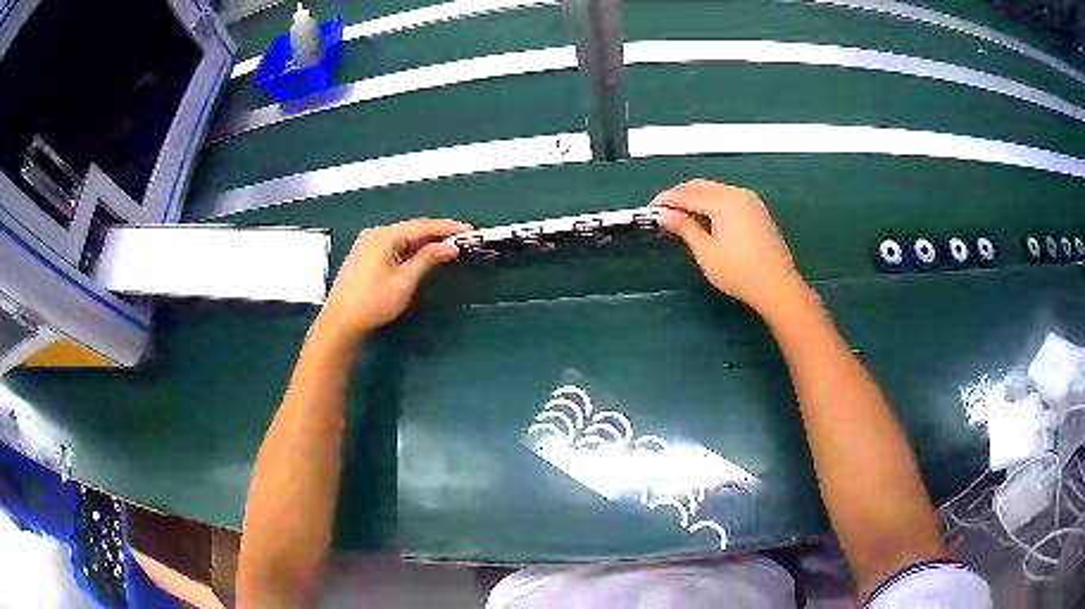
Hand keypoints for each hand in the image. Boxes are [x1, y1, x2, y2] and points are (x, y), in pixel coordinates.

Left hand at [316, 218, 472, 338]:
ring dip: (425, 240)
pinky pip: (394, 244)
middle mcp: (376, 233)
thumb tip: (451, 247)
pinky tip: (423, 253)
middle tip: (462, 237)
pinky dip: (411, 247)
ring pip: (403, 236)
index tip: (469, 229)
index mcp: (385, 236)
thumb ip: (428, 259)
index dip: (447, 228)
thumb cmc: (374, 302)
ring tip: (447, 245)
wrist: (341, 322)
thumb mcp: (404, 282)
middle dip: (437, 233)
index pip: (422, 226)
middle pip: (412, 228)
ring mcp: (368, 243)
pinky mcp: (365, 254)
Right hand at [652, 179, 807, 313]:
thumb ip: (684, 228)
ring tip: (680, 212)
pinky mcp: (758, 210)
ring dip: (695, 196)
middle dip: (680, 194)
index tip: (649, 208)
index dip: (666, 200)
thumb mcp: (706, 252)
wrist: (777, 286)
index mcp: (724, 202)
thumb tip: (663, 214)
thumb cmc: (739, 273)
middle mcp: (738, 194)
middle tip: (662, 209)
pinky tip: (704, 215)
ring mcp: (751, 201)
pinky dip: (712, 201)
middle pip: (701, 186)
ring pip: (715, 189)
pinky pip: (728, 196)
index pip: (687, 195)